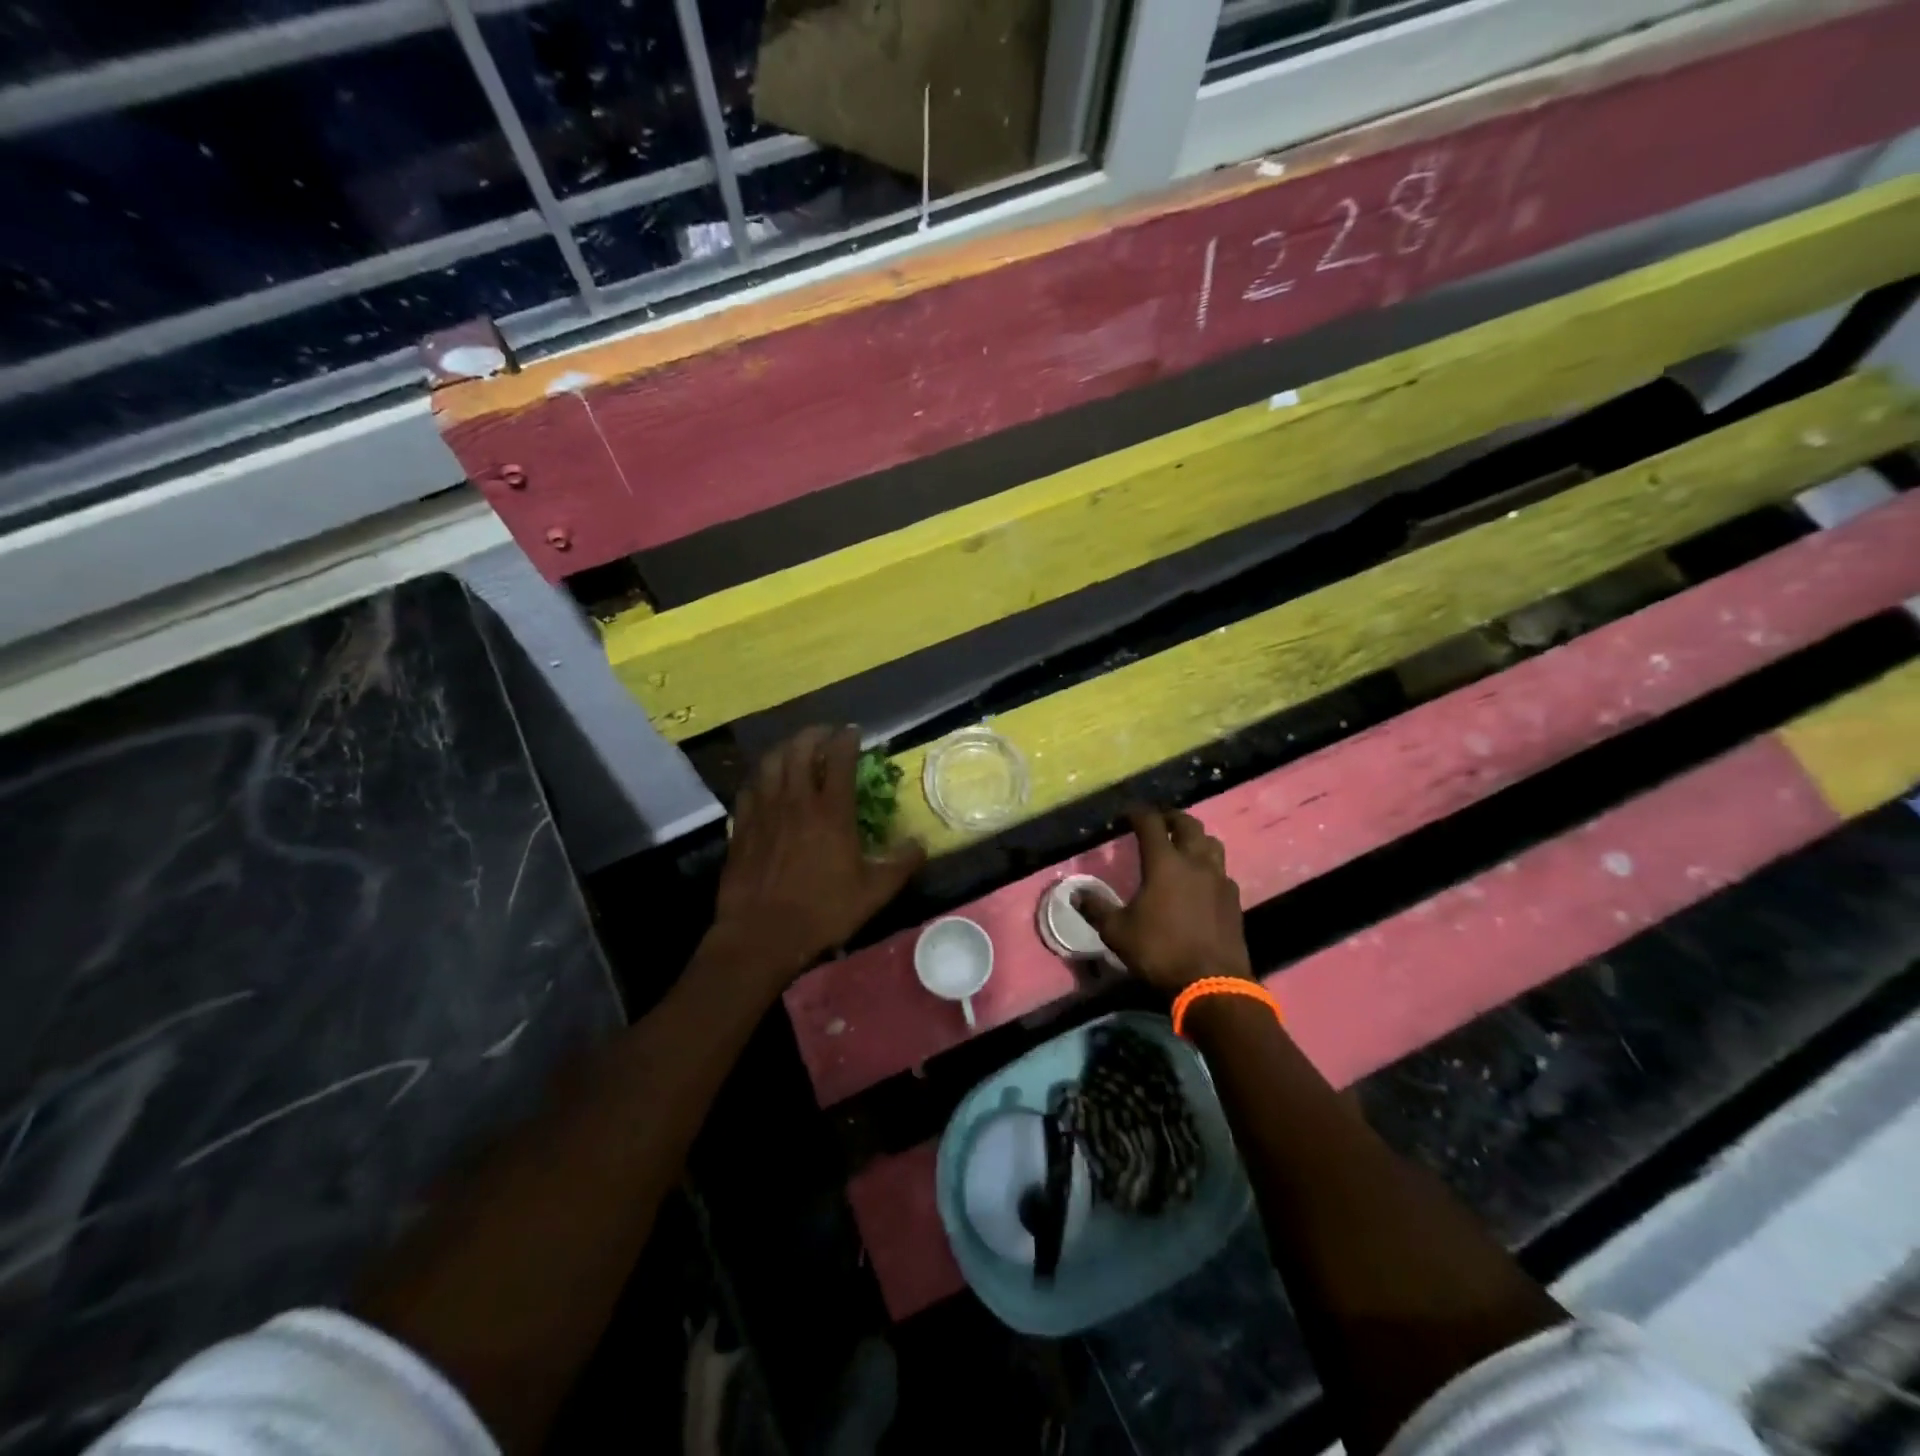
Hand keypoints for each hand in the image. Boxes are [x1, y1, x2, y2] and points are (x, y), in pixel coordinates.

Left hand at [710, 727, 925, 985]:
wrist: (761, 935)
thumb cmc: (822, 912)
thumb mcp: (873, 893)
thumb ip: (900, 865)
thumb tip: (921, 843)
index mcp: (831, 812)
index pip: (840, 759)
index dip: (847, 739)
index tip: (854, 732)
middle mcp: (796, 801)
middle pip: (800, 749)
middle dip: (814, 734)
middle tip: (826, 734)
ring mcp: (764, 811)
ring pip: (771, 762)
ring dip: (786, 748)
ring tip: (796, 749)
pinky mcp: (741, 826)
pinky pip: (750, 787)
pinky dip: (761, 775)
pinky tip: (766, 782)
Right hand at [1077, 808, 1251, 994]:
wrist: (1212, 983)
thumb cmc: (1160, 951)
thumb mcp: (1117, 932)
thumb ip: (1096, 909)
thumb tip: (1076, 894)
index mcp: (1164, 863)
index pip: (1151, 823)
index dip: (1138, 813)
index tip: (1127, 814)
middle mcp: (1195, 862)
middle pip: (1188, 824)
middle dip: (1171, 818)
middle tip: (1159, 821)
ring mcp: (1219, 880)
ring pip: (1211, 844)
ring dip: (1196, 838)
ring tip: (1183, 845)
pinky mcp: (1233, 900)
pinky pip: (1221, 871)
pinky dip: (1209, 867)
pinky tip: (1201, 882)